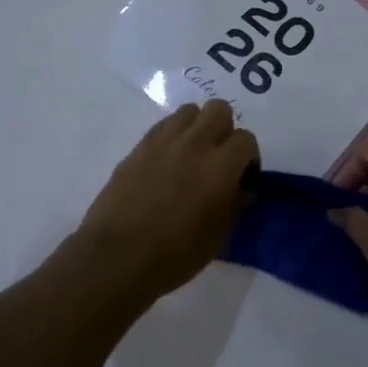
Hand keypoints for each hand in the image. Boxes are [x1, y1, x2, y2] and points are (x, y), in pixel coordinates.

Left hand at [71, 100, 258, 302]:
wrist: (119, 256)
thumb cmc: (176, 254)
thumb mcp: (218, 236)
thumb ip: (235, 205)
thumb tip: (243, 189)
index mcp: (220, 166)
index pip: (246, 139)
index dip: (248, 157)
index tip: (243, 177)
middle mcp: (195, 143)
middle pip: (219, 109)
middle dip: (225, 129)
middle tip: (220, 157)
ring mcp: (164, 141)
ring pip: (189, 111)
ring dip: (197, 127)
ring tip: (192, 155)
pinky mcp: (139, 146)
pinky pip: (164, 126)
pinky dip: (173, 136)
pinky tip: (168, 162)